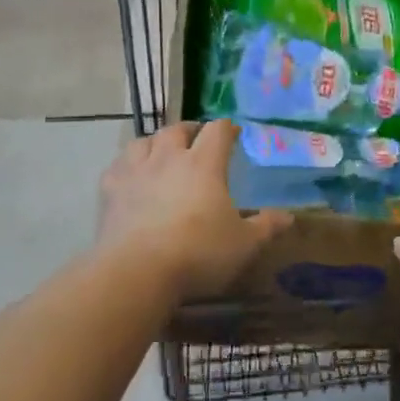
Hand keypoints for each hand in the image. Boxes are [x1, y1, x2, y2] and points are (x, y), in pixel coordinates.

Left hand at [97, 121, 291, 298]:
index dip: (227, 128)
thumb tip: (289, 217)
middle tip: (197, 139)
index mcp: (204, 163)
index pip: (217, 130)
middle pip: (177, 129)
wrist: (137, 271)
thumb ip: (266, 227)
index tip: (233, 134)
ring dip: (156, 142)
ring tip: (162, 152)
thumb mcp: (243, 244)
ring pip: (144, 141)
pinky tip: (131, 176)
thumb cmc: (198, 253)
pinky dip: (127, 165)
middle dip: (190, 130)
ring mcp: (136, 171)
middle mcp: (169, 157)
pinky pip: (118, 165)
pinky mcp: (110, 190)